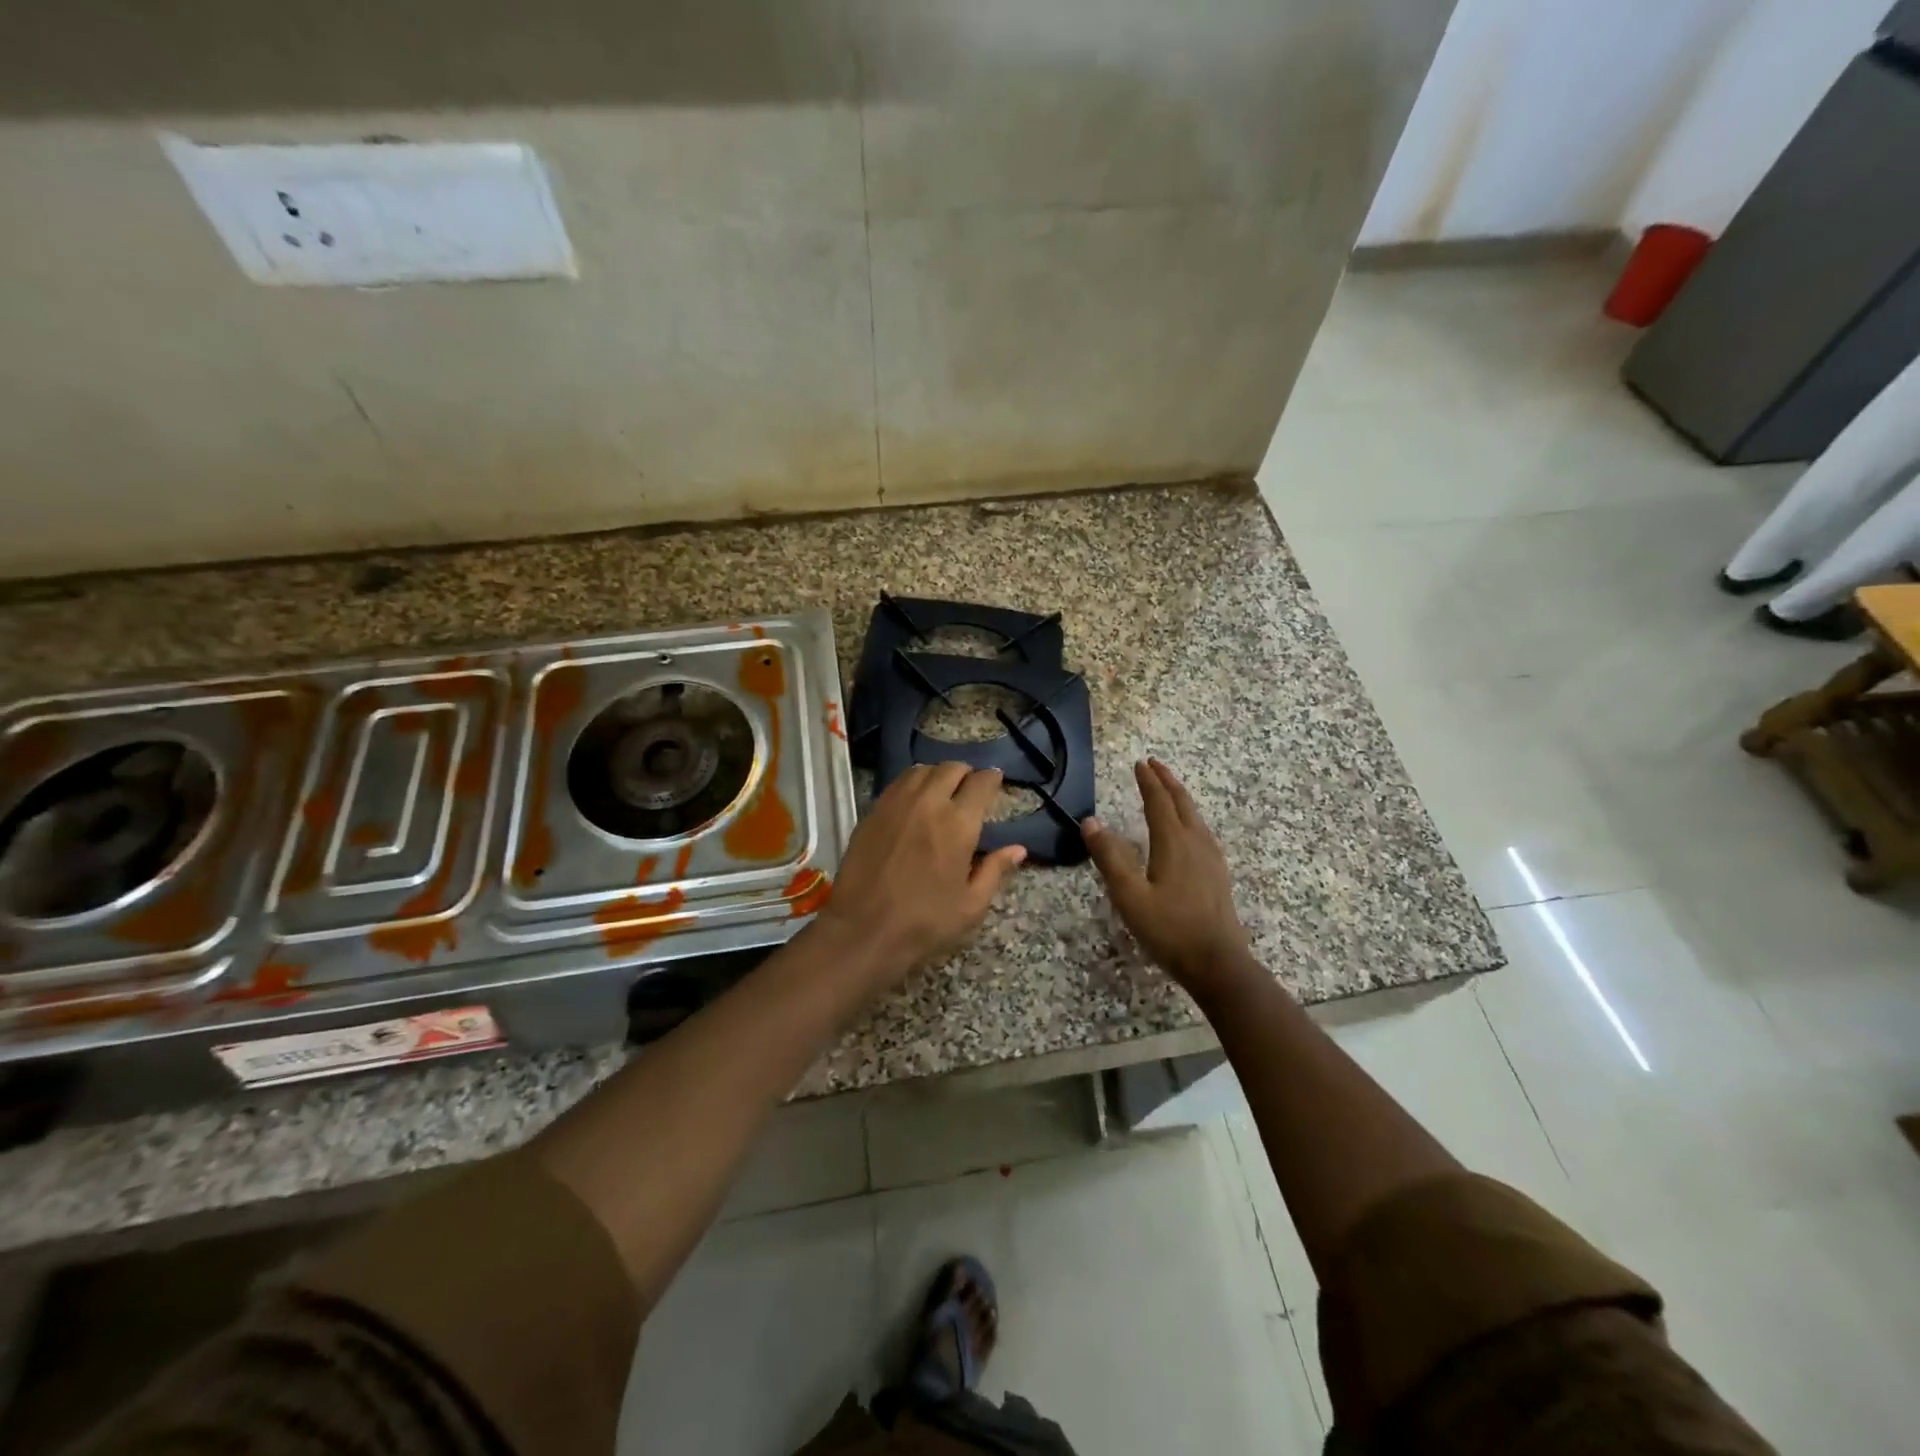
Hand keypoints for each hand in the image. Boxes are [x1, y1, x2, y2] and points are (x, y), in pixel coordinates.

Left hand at [818, 763, 1026, 982]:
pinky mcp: (872, 811)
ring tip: (942, 790)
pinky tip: (915, 801)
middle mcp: (928, 803)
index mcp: (958, 824)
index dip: (992, 778)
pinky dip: (913, 783)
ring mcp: (896, 804)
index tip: (995, 782)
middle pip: (951, 768)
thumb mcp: (971, 906)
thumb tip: (1018, 849)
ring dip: (938, 775)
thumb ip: (995, 870)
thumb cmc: (924, 922)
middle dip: (966, 774)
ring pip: (922, 770)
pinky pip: (898, 783)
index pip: (981, 783)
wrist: (863, 930)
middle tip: (970, 789)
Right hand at [1083, 759, 1253, 1000]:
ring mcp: (1211, 859)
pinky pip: (1202, 832)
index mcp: (1174, 843)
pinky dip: (1190, 818)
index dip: (1148, 782)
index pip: (1159, 802)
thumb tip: (1091, 821)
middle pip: (1182, 803)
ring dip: (1180, 798)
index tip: (1139, 763)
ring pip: (1196, 817)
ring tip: (1170, 790)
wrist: (1218, 963)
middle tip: (1154, 765)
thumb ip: (1110, 857)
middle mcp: (1196, 843)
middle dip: (1167, 782)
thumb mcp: (1130, 896)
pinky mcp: (1218, 875)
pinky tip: (1189, 831)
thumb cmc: (1169, 929)